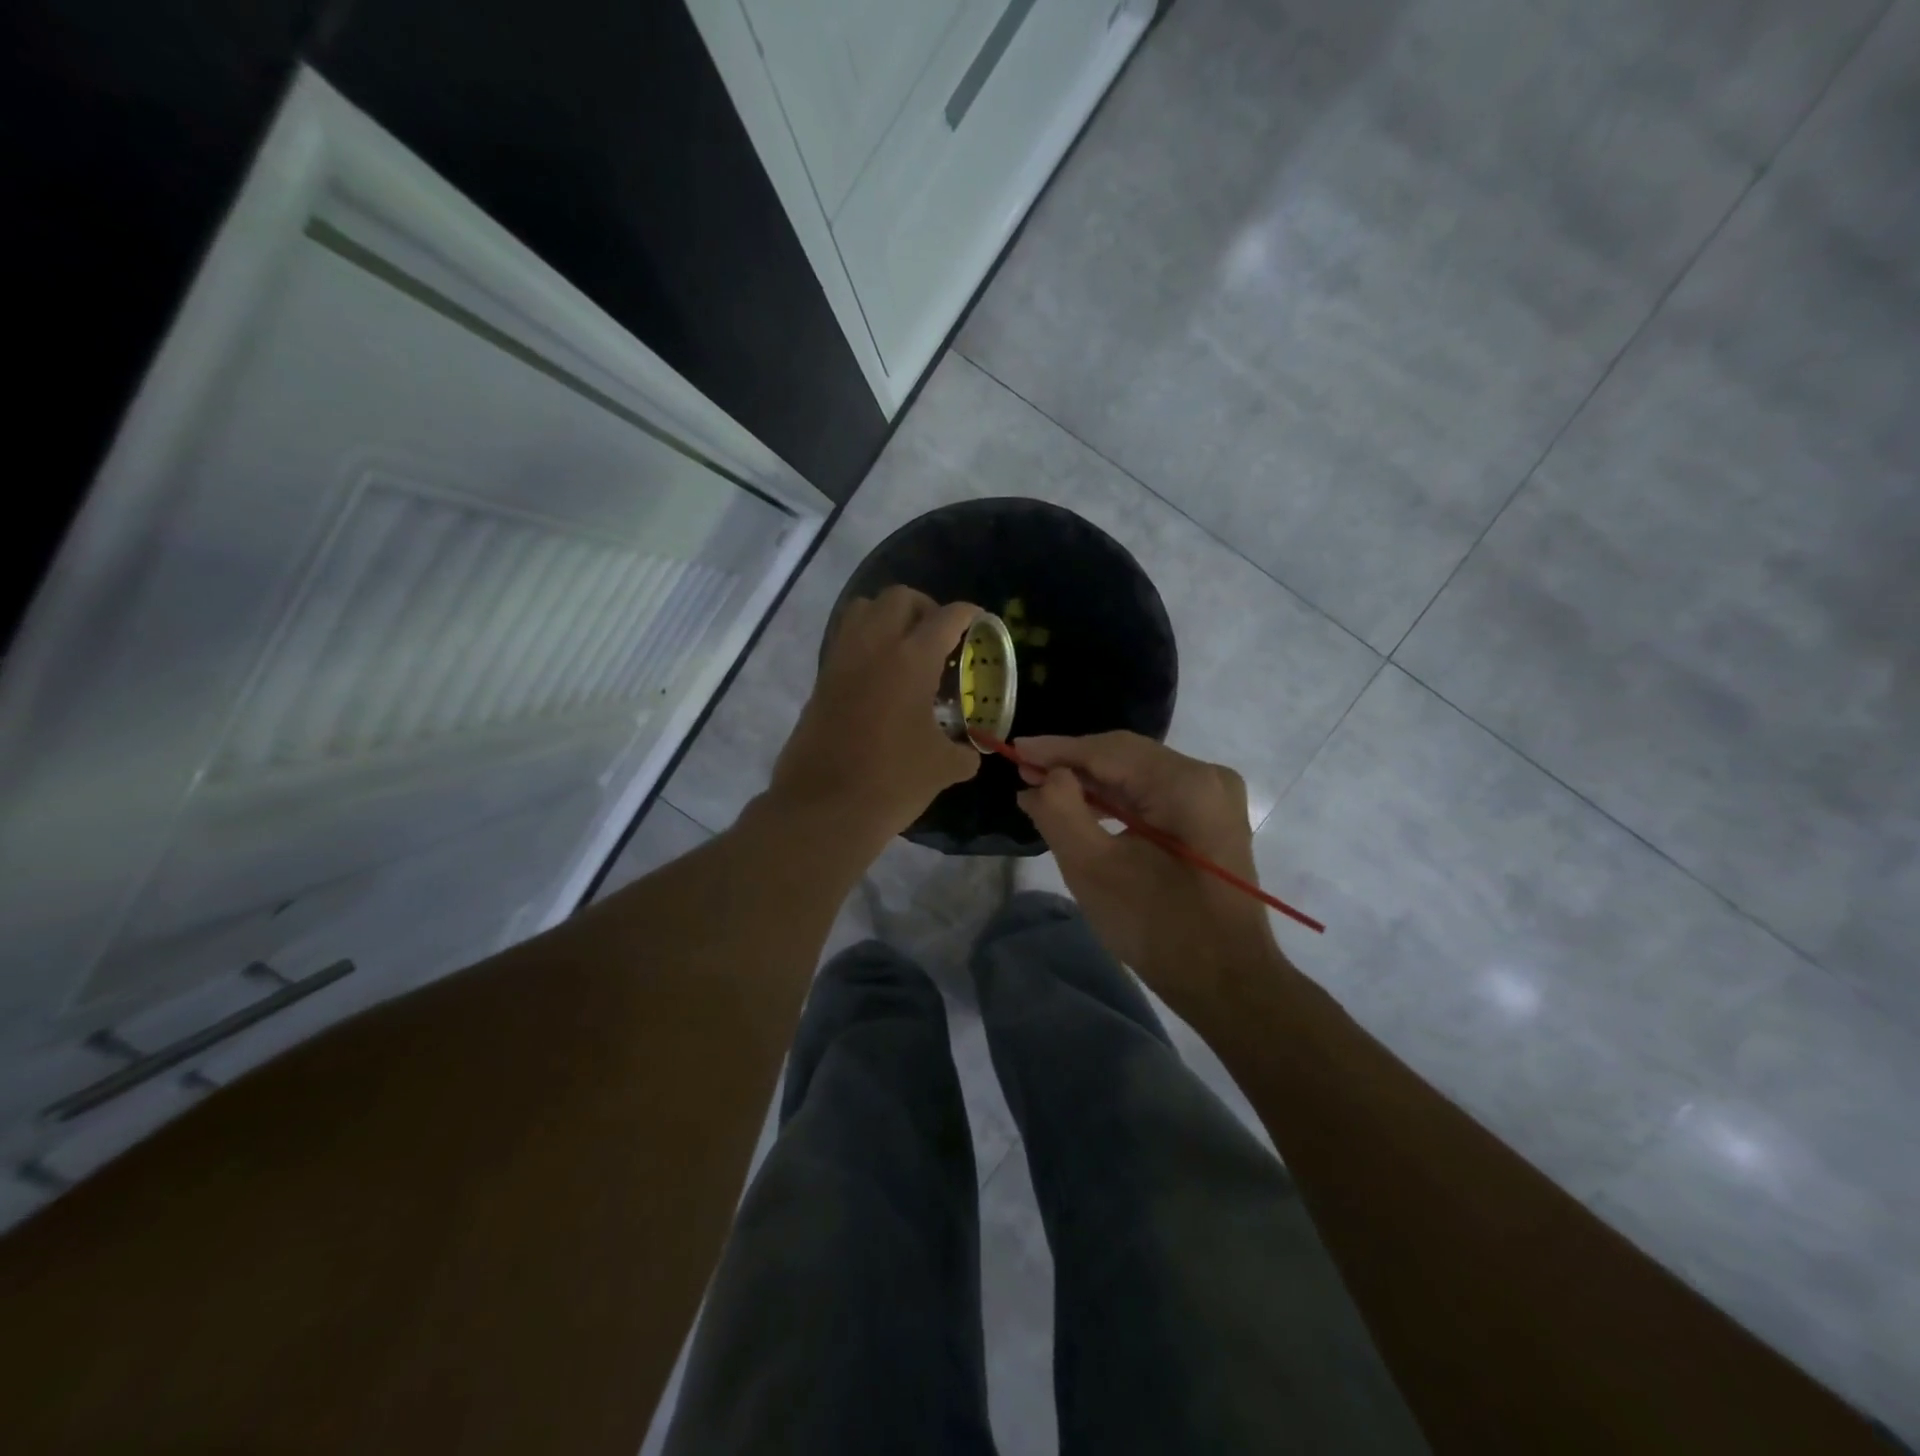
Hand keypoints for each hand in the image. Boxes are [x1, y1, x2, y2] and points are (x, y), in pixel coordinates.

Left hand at [766, 587, 982, 853]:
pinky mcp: (821, 681)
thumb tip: (971, 752)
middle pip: (899, 598)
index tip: (979, 621)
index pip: (946, 617)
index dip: (969, 614)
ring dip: (887, 616)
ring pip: (862, 609)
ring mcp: (841, 661)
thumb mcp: (943, 768)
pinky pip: (844, 640)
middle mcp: (874, 647)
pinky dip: (865, 641)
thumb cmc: (892, 782)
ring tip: (905, 647)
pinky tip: (881, 676)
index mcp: (911, 660)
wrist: (824, 809)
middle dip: (925, 607)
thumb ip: (964, 752)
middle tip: (939, 636)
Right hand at [1015, 732, 1279, 1013]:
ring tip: (1043, 789)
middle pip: (1126, 756)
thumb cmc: (1158, 928)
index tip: (1014, 750)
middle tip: (1023, 771)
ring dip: (1092, 782)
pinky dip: (1116, 799)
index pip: (1109, 750)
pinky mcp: (1211, 817)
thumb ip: (1060, 812)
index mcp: (1187, 784)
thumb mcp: (1093, 869)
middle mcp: (1207, 776)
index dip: (1057, 749)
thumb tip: (1046, 777)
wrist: (1226, 982)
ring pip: (1138, 774)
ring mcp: (1214, 796)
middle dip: (1073, 764)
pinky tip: (1083, 807)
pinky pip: (1154, 794)